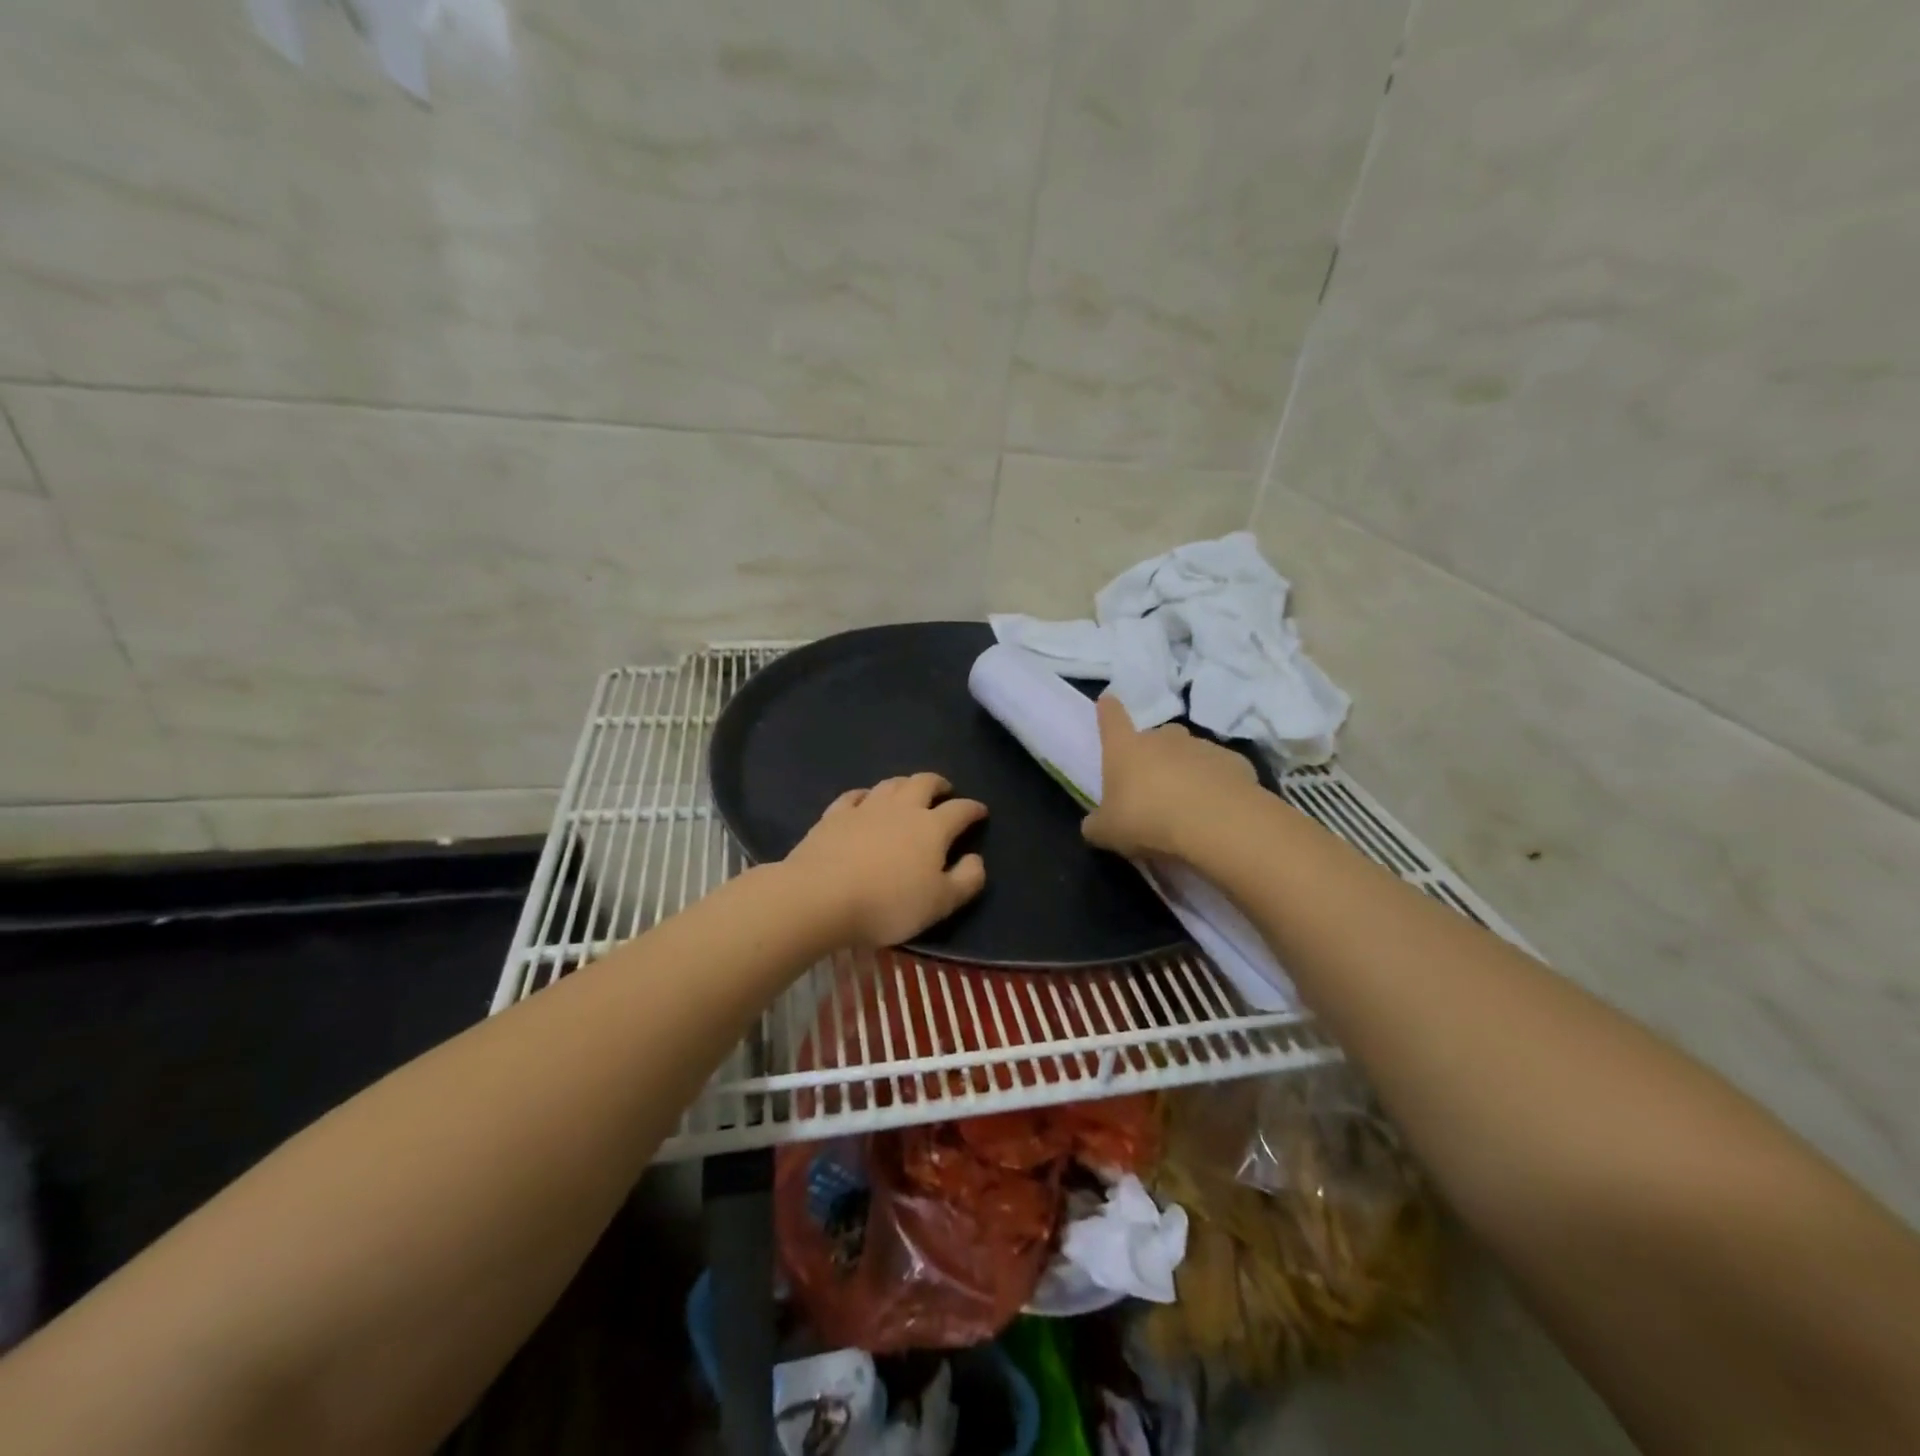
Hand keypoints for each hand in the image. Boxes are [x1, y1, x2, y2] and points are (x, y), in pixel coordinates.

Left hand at [783, 773, 988, 947]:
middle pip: (924, 783)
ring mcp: (865, 808)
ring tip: (909, 791)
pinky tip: (865, 800)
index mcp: (932, 827)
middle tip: (945, 791)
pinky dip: (866, 795)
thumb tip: (976, 859)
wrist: (820, 896)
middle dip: (939, 784)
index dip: (973, 809)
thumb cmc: (888, 904)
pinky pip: (854, 796)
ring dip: (905, 783)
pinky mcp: (834, 815)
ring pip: (890, 784)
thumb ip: (966, 880)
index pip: (960, 810)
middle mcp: (901, 808)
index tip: (980, 812)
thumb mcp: (940, 903)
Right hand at [1082, 695, 1255, 858]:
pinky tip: (1215, 809)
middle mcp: (1163, 738)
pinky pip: (1218, 771)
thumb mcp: (1109, 832)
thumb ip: (1097, 824)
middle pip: (1155, 736)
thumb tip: (1094, 825)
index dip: (1108, 711)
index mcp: (1126, 748)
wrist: (1216, 823)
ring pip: (1189, 753)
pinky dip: (1215, 784)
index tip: (1108, 702)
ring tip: (1187, 803)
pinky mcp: (1234, 761)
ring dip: (1186, 770)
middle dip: (1153, 754)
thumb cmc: (1148, 820)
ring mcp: (1201, 746)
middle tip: (1152, 784)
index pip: (1111, 718)